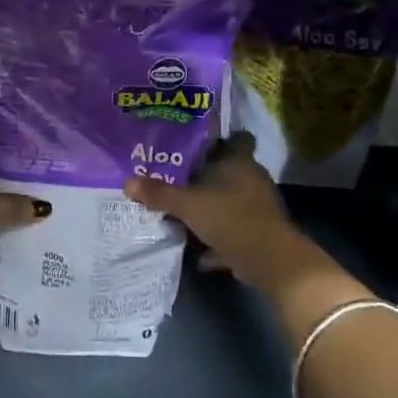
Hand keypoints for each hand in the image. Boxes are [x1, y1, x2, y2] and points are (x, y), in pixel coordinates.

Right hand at [123, 134, 317, 294]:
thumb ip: (159, 193)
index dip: (221, 139)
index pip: (238, 138)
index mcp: (239, 162)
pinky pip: (235, 231)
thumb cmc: (229, 217)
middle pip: (231, 170)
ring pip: (233, 201)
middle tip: (180, 179)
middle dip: (209, 176)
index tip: (199, 144)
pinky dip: (220, 240)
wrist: (270, 259)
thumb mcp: (187, 204)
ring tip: (186, 214)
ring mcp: (259, 207)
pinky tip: (200, 252)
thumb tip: (127, 182)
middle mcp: (253, 179)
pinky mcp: (261, 234)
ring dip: (214, 208)